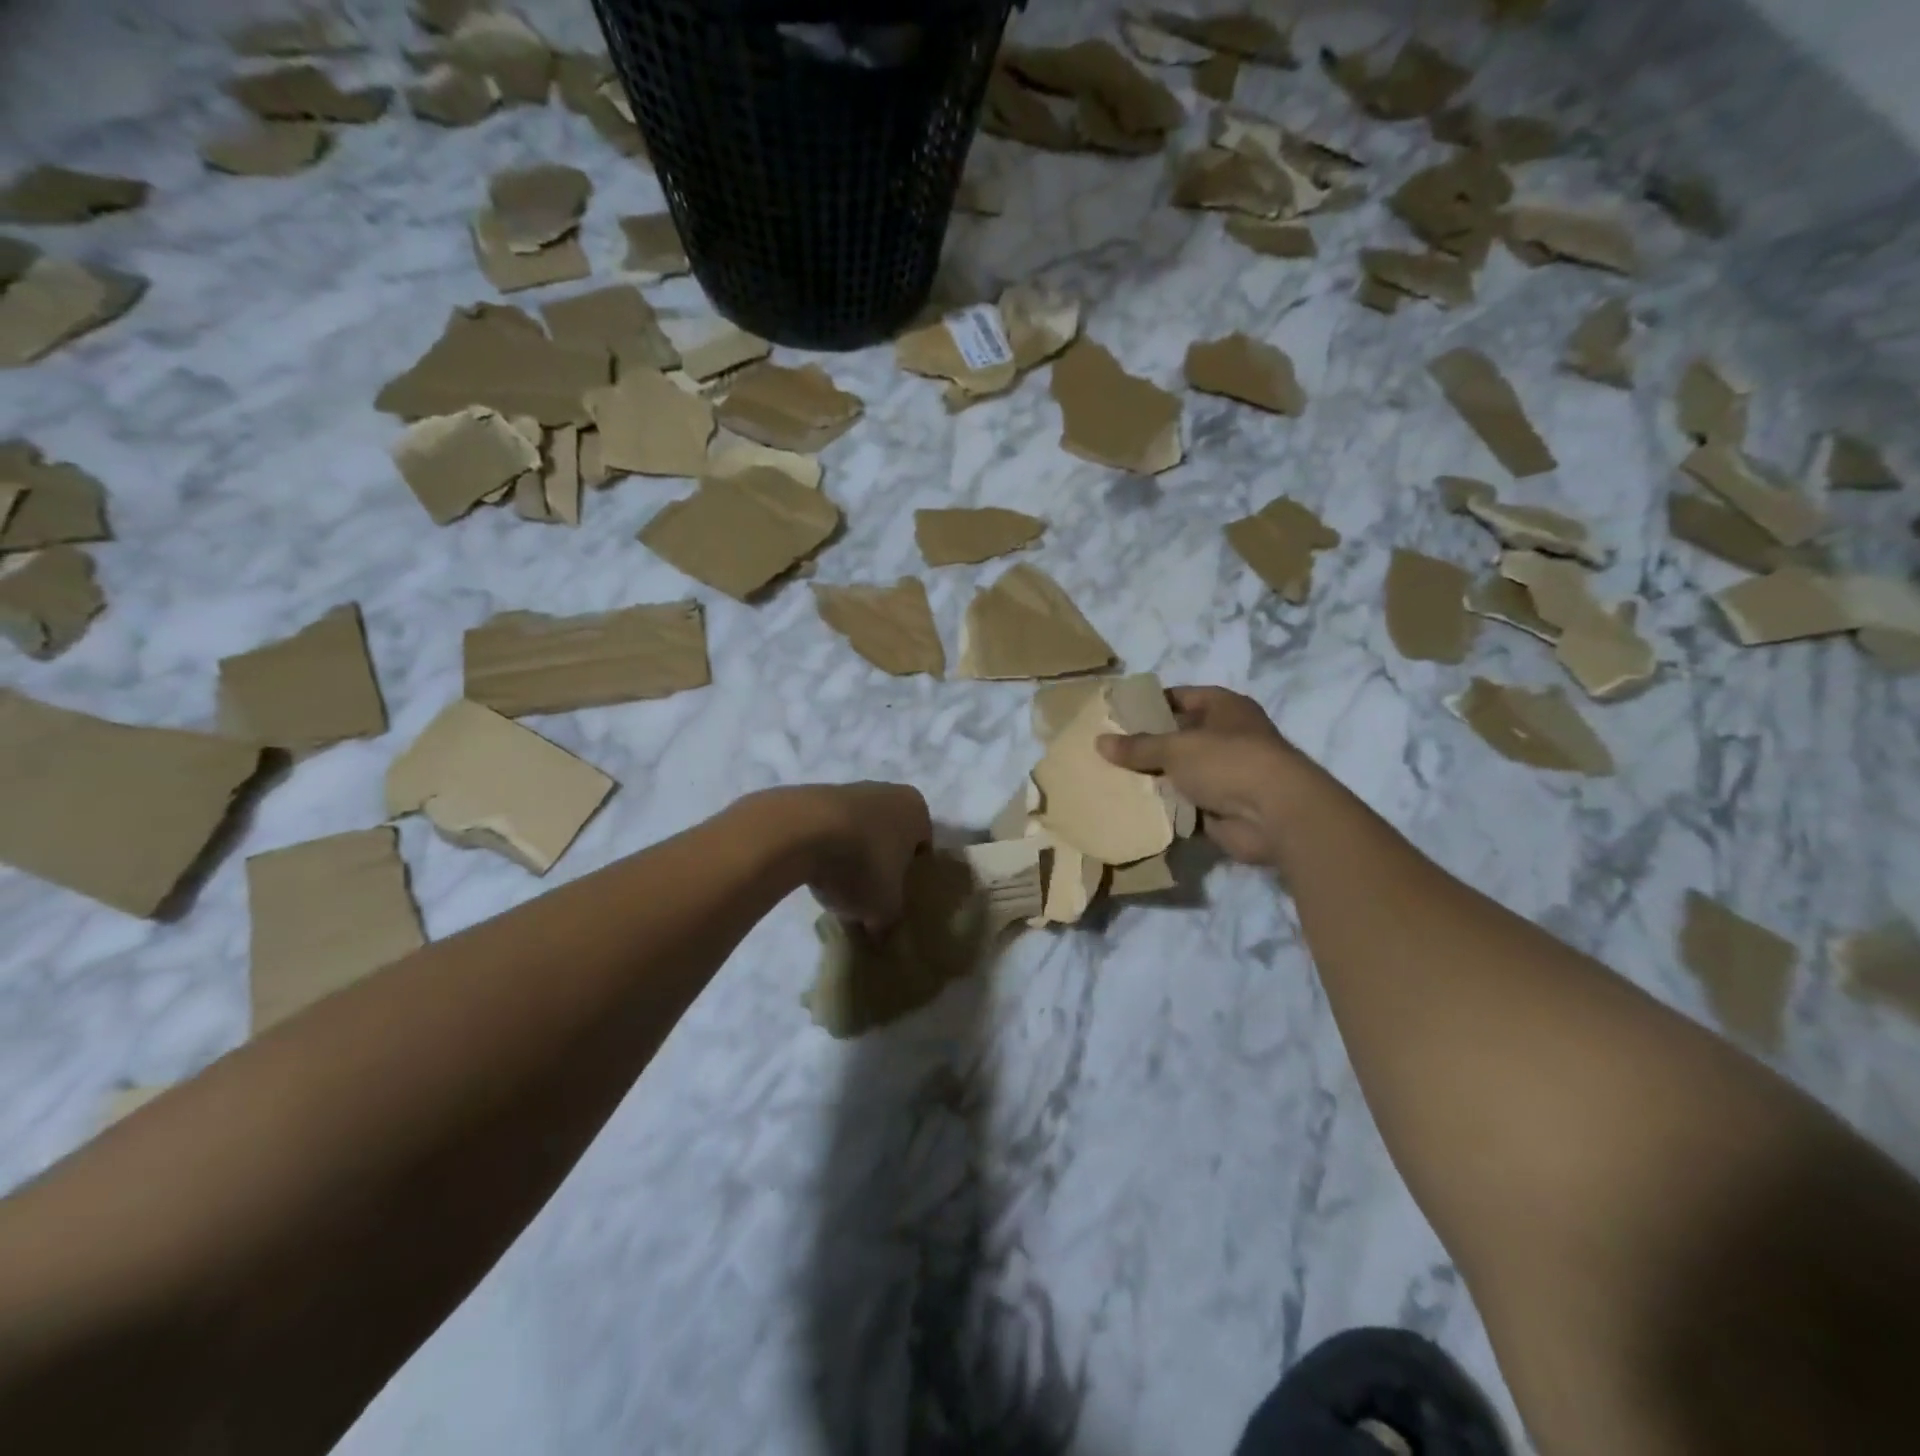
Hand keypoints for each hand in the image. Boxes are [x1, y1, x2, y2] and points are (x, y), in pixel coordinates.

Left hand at [759, 783, 931, 931]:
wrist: (800, 831)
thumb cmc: (863, 864)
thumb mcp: (885, 906)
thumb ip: (889, 918)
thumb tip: (880, 930)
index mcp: (916, 810)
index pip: (923, 848)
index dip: (911, 877)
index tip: (896, 899)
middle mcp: (887, 792)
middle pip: (889, 837)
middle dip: (880, 865)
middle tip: (868, 897)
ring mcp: (848, 790)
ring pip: (858, 833)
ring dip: (851, 858)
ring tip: (836, 890)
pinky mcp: (813, 797)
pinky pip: (828, 831)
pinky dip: (824, 850)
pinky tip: (814, 874)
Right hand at [1097, 687, 1327, 868]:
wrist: (1275, 815)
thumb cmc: (1228, 762)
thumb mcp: (1176, 748)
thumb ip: (1138, 746)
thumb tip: (1100, 741)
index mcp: (1224, 708)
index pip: (1179, 697)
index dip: (1149, 704)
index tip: (1116, 714)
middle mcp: (1227, 736)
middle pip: (1178, 736)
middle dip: (1146, 745)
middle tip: (1107, 750)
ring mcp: (1226, 774)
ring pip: (1180, 772)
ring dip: (1154, 778)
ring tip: (1111, 779)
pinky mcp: (1222, 808)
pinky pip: (1185, 804)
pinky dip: (1165, 807)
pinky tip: (1133, 807)